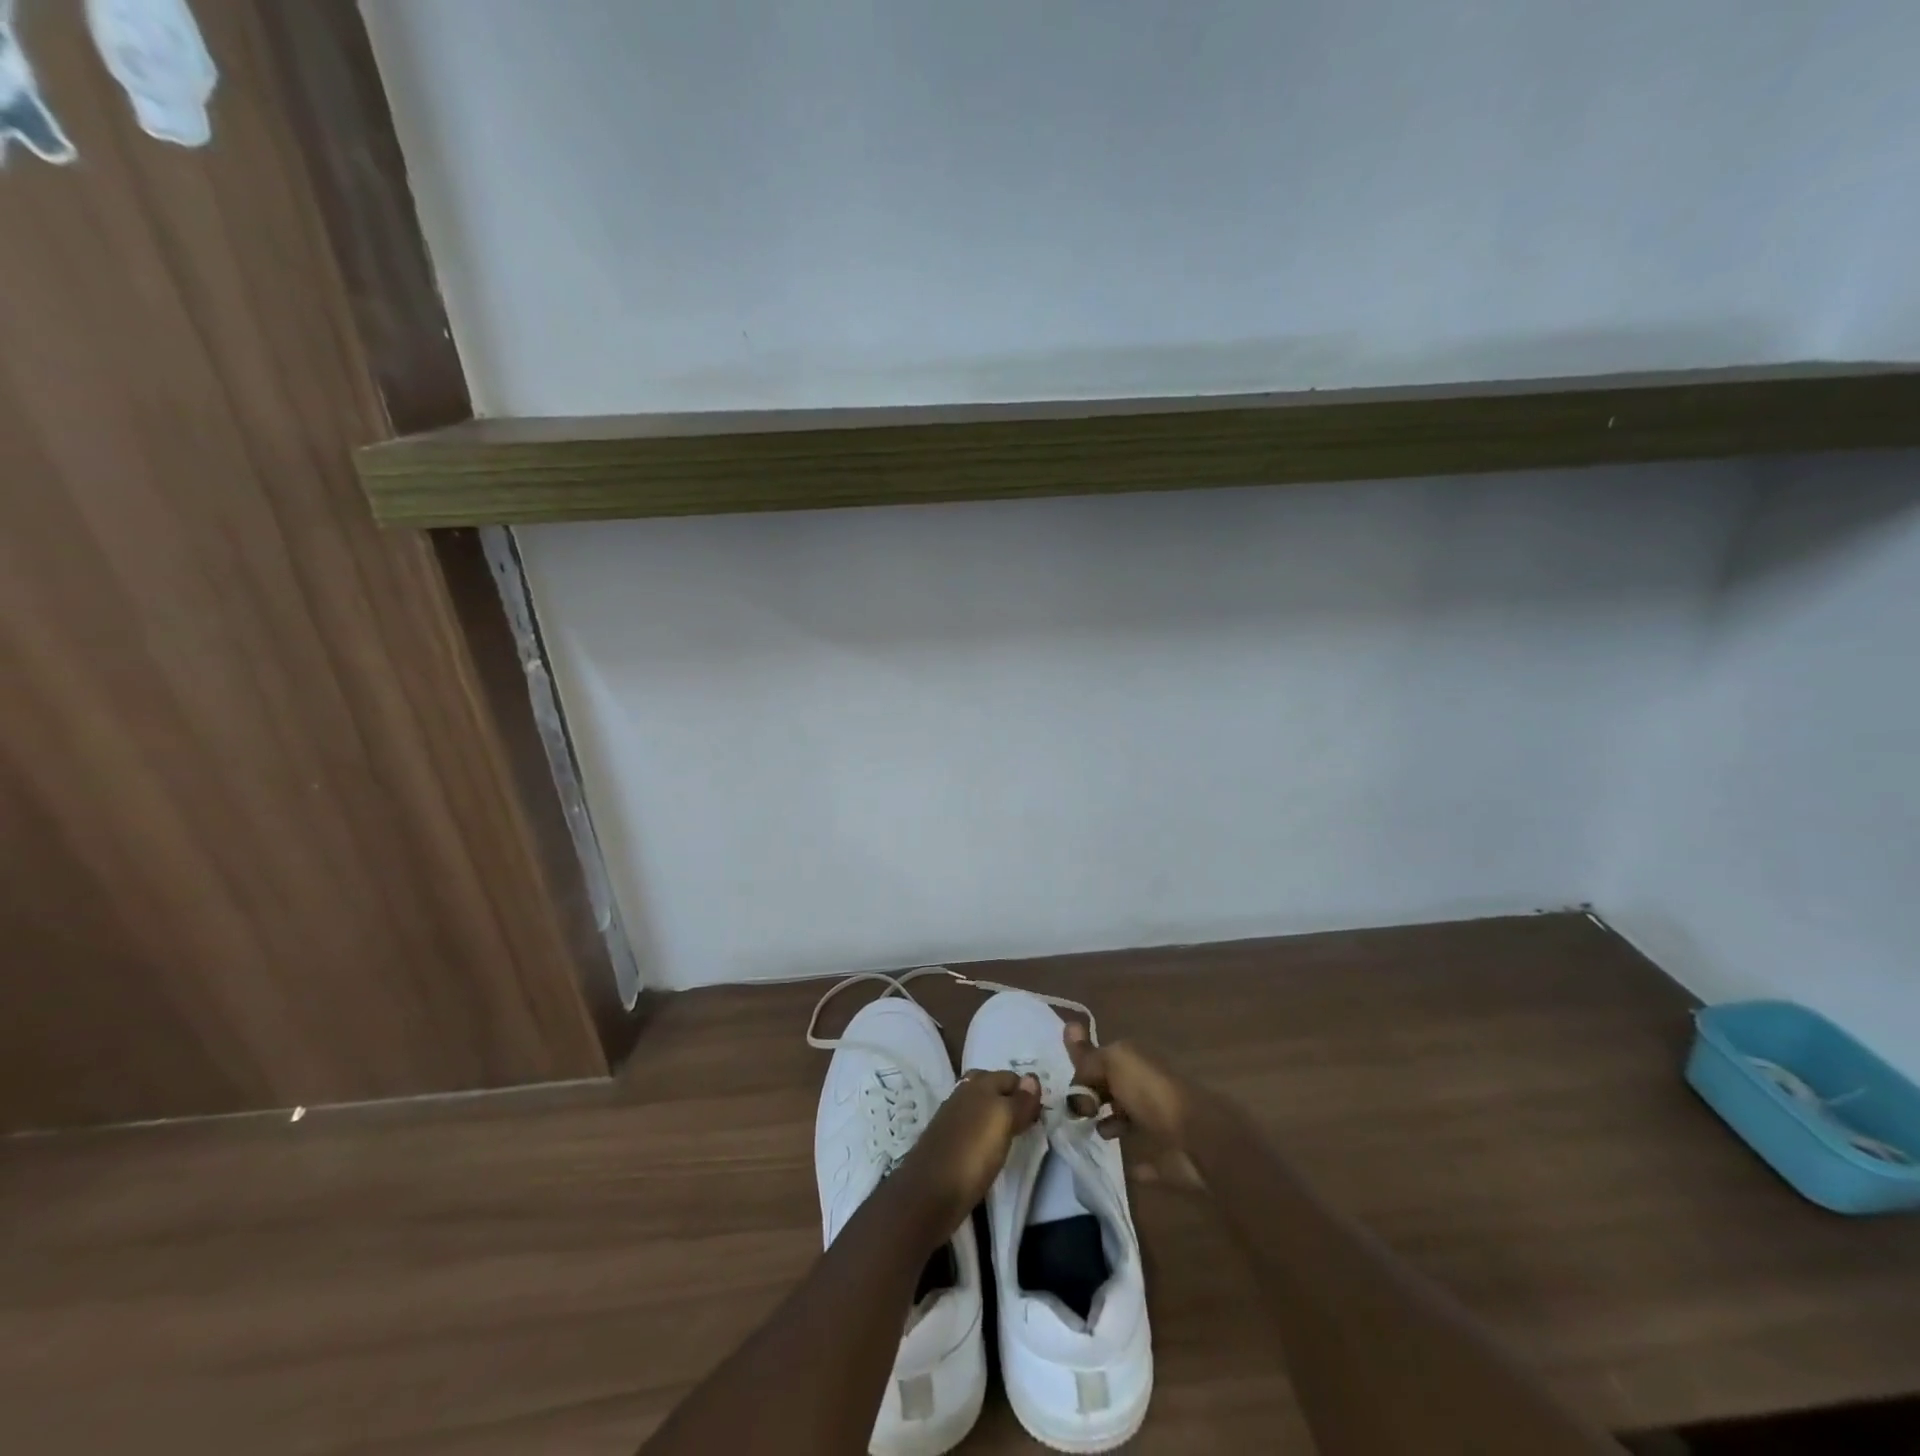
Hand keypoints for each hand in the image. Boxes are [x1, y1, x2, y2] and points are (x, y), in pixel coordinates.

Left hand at [895, 1069, 1041, 1234]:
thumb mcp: (1003, 1123)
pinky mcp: (946, 1140)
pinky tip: (989, 1146)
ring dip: (996, 1114)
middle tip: (1028, 1122)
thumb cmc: (972, 1154)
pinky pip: (971, 1125)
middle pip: (993, 1087)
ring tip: (1012, 1135)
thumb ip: (1019, 1101)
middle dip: (1011, 1098)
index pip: (1010, 1077)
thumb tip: (1032, 1078)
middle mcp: (964, 1094)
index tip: (1041, 1113)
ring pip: (981, 1105)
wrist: (928, 1193)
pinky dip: (983, 1130)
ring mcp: (952, 1116)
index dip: (1027, 1091)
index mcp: (980, 1084)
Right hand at [1063, 1025, 1206, 1190]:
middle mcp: (1148, 1087)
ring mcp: (1160, 1122)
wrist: (1195, 1137)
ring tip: (1094, 1133)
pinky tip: (1124, 1167)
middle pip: (1114, 1088)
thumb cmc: (1150, 1093)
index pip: (1102, 1060)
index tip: (1068, 1094)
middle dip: (1094, 1096)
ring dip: (1111, 1123)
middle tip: (1075, 1114)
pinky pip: (1149, 1160)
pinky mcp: (1168, 1158)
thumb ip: (1089, 1057)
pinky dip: (1138, 1165)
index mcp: (1136, 1061)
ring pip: (1129, 1119)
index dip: (1082, 1072)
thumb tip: (1069, 1031)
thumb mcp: (1113, 1062)